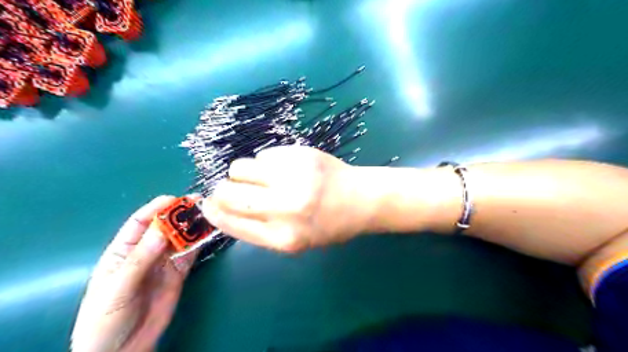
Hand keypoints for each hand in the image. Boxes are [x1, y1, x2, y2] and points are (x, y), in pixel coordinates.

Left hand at [71, 197, 194, 349]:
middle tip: (199, 203)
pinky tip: (208, 234)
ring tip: (209, 215)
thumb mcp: (117, 288)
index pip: (139, 223)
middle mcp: (146, 252)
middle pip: (164, 227)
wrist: (121, 351)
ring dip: (193, 226)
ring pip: (181, 239)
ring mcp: (164, 263)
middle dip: (180, 214)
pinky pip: (190, 254)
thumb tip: (161, 229)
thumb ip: (139, 259)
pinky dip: (200, 243)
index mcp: (123, 251)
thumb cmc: (105, 319)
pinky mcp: (179, 273)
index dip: (156, 209)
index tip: (175, 199)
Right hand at [201, 146, 369, 252]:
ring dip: (243, 173)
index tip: (207, 204)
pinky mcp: (300, 154)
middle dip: (222, 191)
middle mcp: (285, 208)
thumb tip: (222, 208)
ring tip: (262, 178)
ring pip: (239, 167)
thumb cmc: (329, 224)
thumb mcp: (295, 240)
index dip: (213, 212)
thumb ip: (259, 228)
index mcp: (283, 238)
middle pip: (228, 193)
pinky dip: (266, 163)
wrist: (361, 199)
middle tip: (231, 189)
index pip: (231, 222)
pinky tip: (284, 168)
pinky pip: (263, 155)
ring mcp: (293, 178)